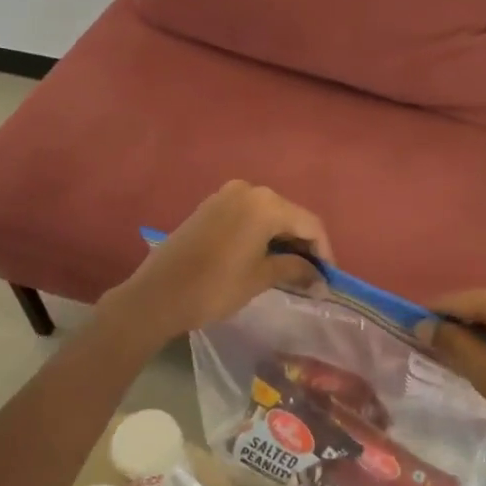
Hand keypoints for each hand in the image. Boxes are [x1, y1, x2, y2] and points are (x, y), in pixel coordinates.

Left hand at [99, 181, 330, 346]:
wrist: (157, 295)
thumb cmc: (215, 287)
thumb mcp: (260, 278)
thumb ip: (294, 270)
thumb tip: (319, 277)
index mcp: (266, 204)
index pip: (310, 224)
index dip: (324, 251)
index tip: (328, 278)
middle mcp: (248, 190)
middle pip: (290, 215)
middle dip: (304, 245)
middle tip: (312, 276)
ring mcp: (226, 195)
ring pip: (268, 215)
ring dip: (283, 240)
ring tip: (292, 271)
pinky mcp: (210, 207)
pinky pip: (248, 216)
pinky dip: (262, 234)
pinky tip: (265, 257)